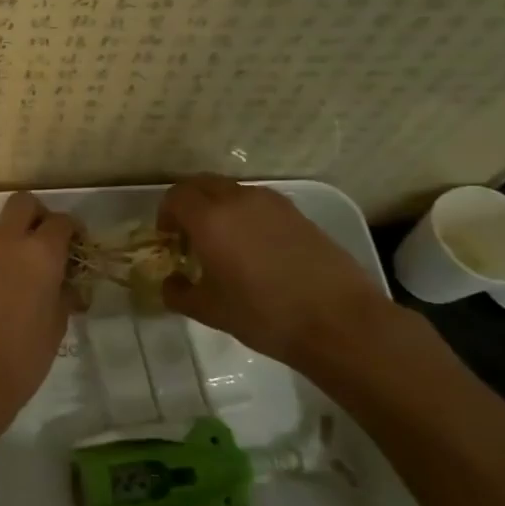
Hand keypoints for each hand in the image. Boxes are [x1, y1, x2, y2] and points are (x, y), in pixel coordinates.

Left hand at [0, 191, 76, 447]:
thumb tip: (66, 285)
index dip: (73, 231)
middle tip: (46, 244)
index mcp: (40, 252)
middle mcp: (6, 240)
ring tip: (20, 268)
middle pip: (23, 203)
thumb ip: (63, 294)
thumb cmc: (22, 356)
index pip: (61, 222)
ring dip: (13, 235)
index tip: (77, 248)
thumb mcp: (56, 325)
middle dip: (38, 216)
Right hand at [158, 174, 397, 374]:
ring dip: (217, 207)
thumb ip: (179, 293)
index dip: (165, 214)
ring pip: (232, 190)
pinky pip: (258, 203)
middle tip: (188, 234)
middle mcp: (239, 200)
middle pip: (202, 184)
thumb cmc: (264, 314)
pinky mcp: (298, 214)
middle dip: (188, 204)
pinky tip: (254, 249)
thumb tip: (170, 283)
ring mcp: (272, 203)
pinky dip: (244, 214)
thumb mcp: (209, 311)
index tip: (168, 238)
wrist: (338, 321)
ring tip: (222, 242)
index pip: (176, 196)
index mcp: (210, 218)